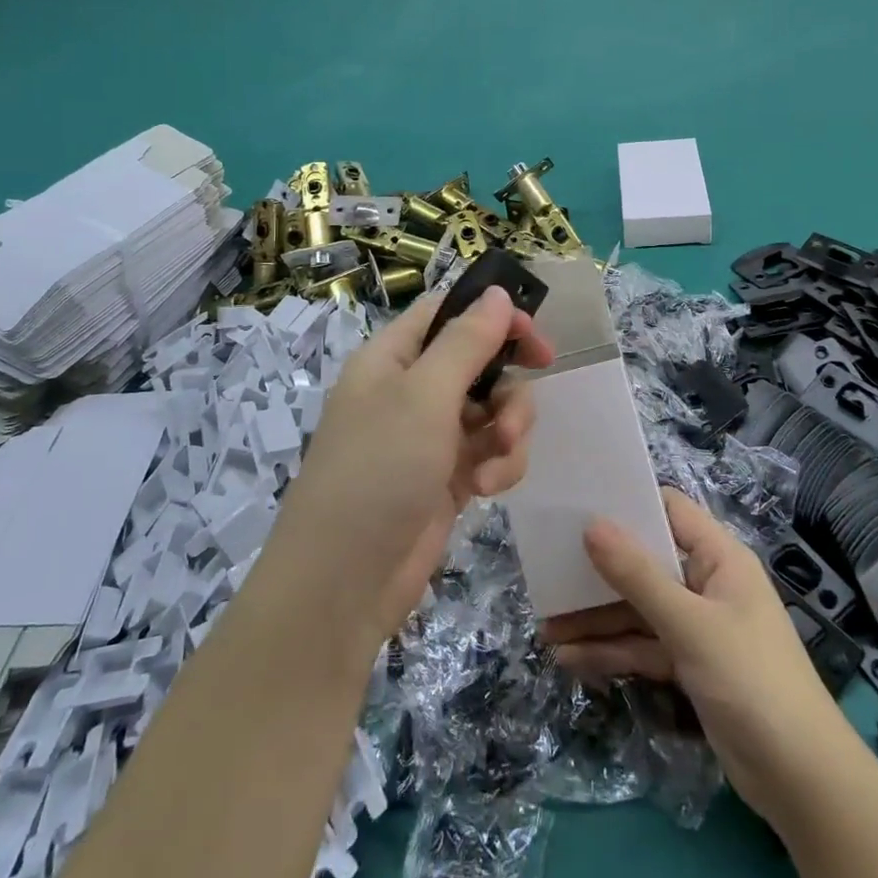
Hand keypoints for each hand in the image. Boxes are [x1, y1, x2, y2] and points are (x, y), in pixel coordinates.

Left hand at [274, 287, 554, 642]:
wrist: (343, 583)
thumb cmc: (378, 470)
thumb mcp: (424, 396)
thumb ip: (467, 341)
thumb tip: (496, 293)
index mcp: (392, 358)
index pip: (448, 314)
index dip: (492, 317)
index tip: (534, 337)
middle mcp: (410, 391)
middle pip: (479, 363)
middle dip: (508, 384)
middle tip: (525, 402)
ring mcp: (429, 437)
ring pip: (492, 410)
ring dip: (508, 429)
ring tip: (499, 459)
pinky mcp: (447, 478)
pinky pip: (490, 452)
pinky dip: (498, 465)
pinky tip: (487, 489)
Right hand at [543, 488, 850, 830]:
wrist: (802, 782)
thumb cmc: (751, 680)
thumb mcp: (689, 624)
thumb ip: (638, 576)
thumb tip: (591, 525)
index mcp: (719, 558)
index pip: (669, 511)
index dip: (628, 503)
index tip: (579, 503)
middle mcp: (706, 584)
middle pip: (645, 564)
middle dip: (598, 572)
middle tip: (548, 570)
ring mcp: (697, 627)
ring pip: (638, 610)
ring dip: (596, 619)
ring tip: (546, 628)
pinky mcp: (689, 666)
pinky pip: (643, 647)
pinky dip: (612, 653)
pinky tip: (570, 660)